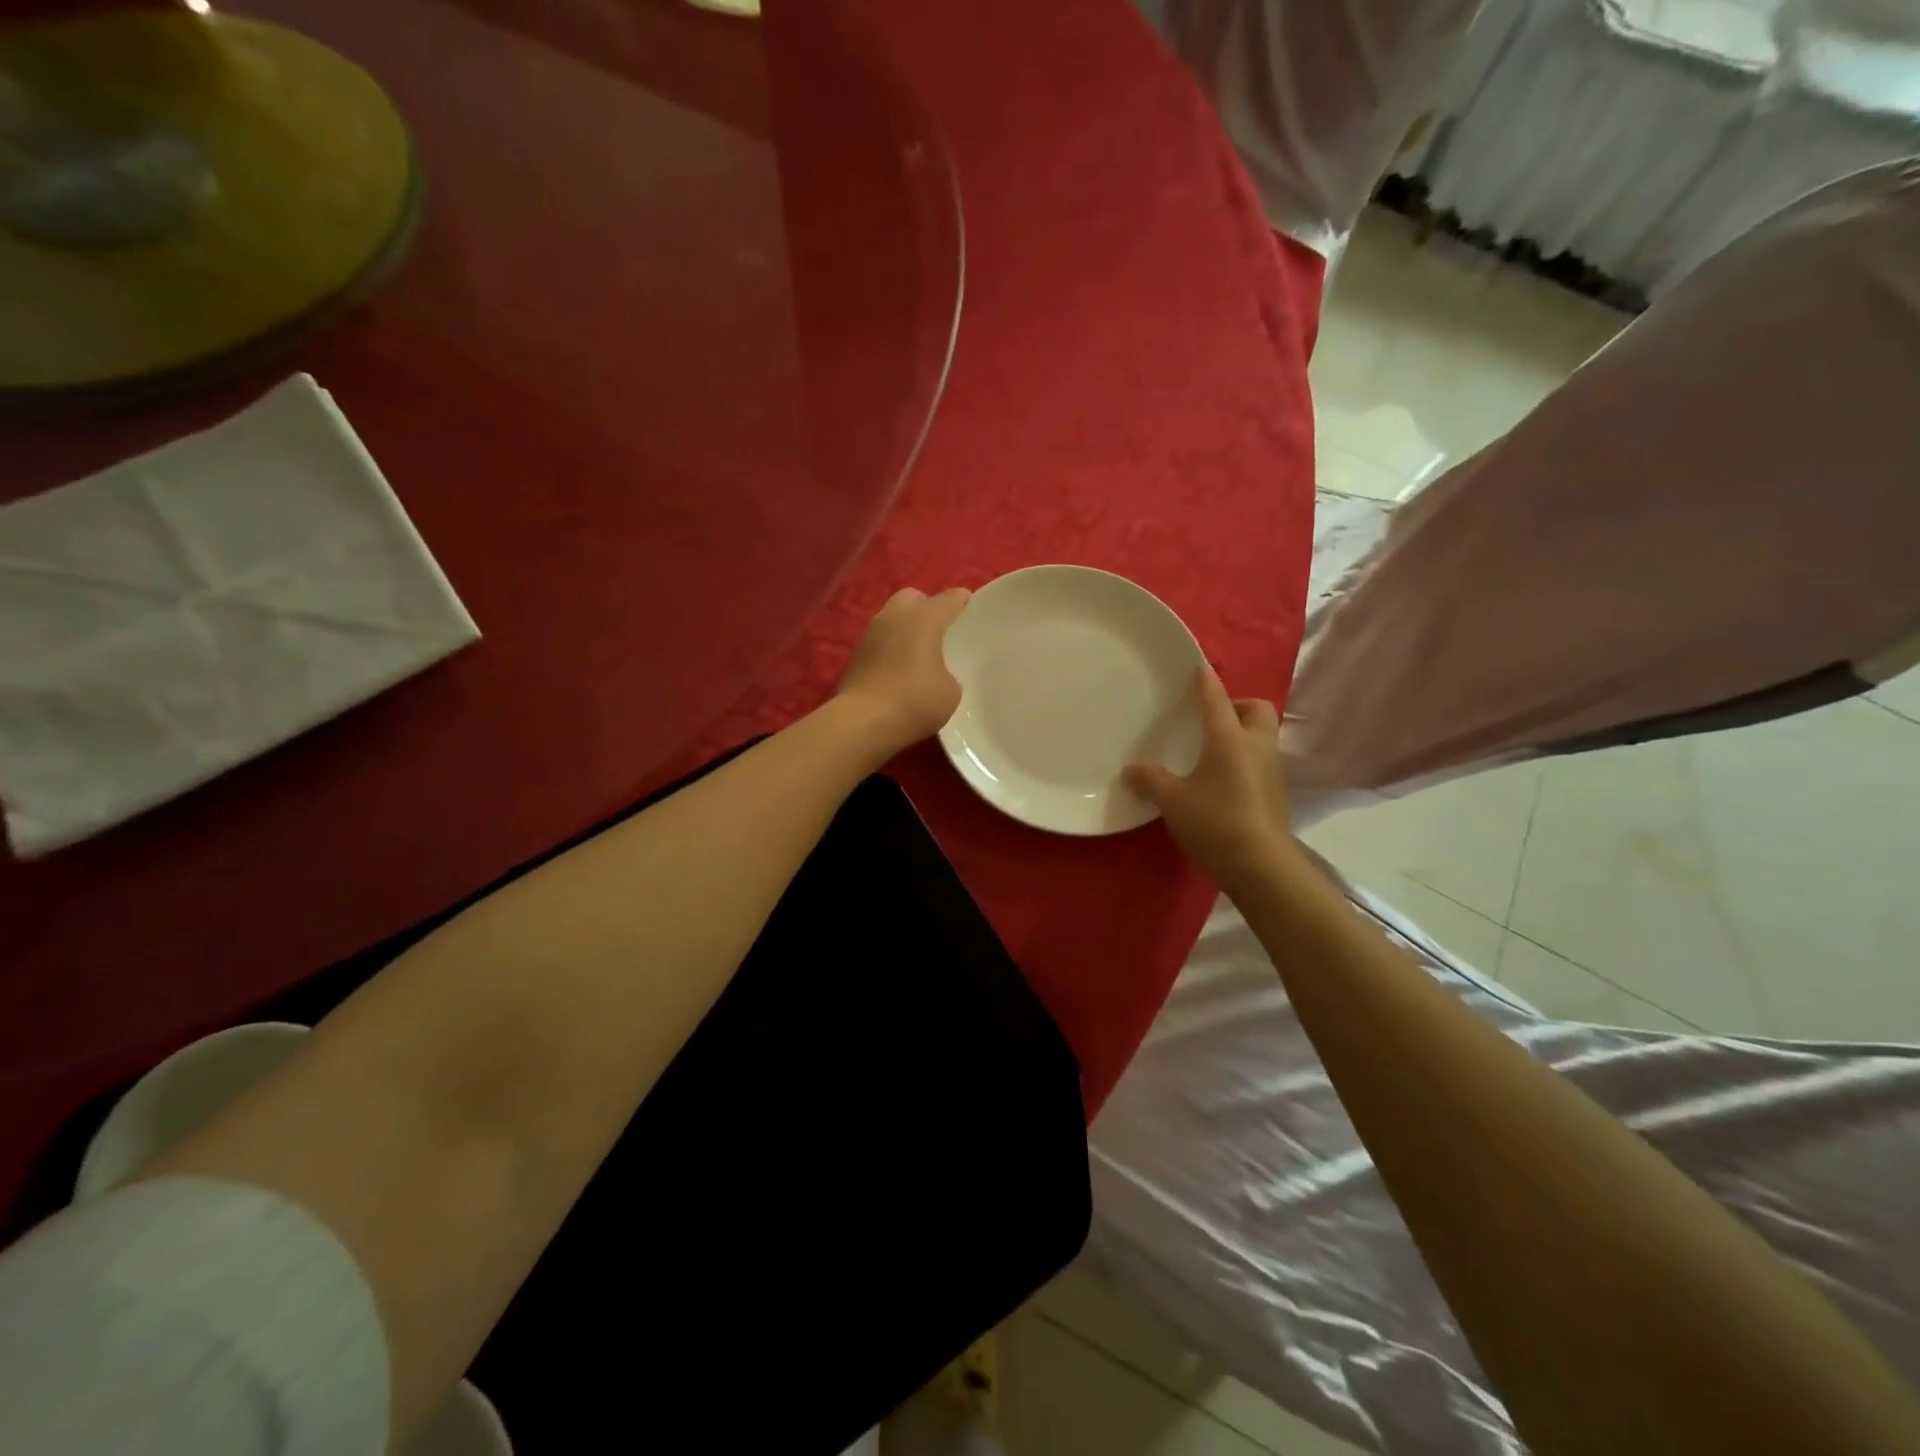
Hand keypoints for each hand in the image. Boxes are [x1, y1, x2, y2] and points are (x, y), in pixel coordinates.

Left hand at [836, 587, 971, 753]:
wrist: (863, 721)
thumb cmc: (915, 701)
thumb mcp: (950, 692)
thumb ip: (949, 674)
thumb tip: (938, 674)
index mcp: (925, 618)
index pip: (949, 599)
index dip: (961, 602)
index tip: (969, 607)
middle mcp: (896, 616)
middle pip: (914, 598)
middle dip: (926, 608)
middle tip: (939, 631)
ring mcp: (871, 633)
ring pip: (893, 618)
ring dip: (905, 628)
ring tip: (918, 651)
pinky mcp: (856, 653)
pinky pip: (881, 640)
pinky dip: (890, 647)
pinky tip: (898, 668)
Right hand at [1124, 666, 1293, 892]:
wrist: (1261, 866)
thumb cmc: (1215, 822)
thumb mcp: (1173, 801)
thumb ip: (1151, 781)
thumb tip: (1131, 769)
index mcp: (1230, 739)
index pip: (1217, 699)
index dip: (1206, 682)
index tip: (1198, 667)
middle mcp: (1256, 747)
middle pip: (1256, 709)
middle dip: (1237, 706)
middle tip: (1211, 720)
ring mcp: (1272, 770)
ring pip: (1261, 736)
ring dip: (1242, 734)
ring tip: (1212, 752)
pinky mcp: (1276, 794)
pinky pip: (1260, 762)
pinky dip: (1244, 761)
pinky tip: (1222, 782)